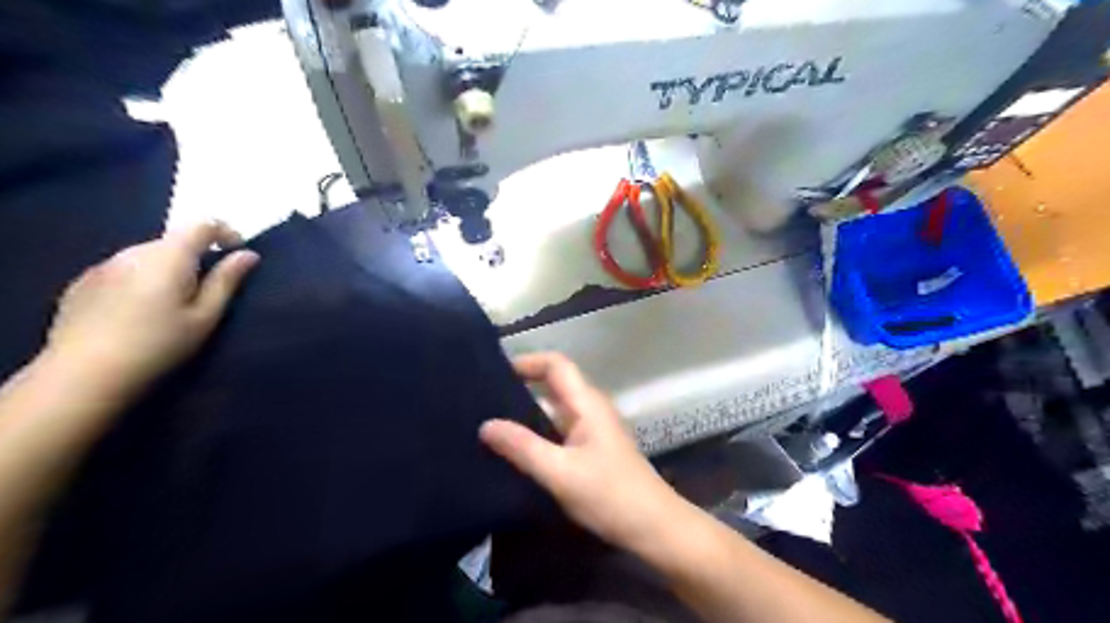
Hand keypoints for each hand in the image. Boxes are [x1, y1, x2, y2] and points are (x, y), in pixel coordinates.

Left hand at [44, 223, 257, 401]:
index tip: (239, 253)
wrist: (85, 374)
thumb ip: (227, 281)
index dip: (226, 232)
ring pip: (147, 255)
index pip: (202, 225)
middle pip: (174, 240)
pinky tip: (139, 311)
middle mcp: (133, 252)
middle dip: (197, 256)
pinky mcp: (82, 283)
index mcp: (169, 257)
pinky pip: (123, 270)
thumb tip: (248, 255)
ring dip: (168, 268)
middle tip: (208, 289)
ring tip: (173, 302)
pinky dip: (141, 279)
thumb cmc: (159, 345)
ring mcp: (103, 266)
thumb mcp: (205, 317)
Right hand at [480, 354, 682, 551]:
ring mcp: (592, 428)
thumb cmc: (609, 494)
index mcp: (586, 403)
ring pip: (555, 406)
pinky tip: (516, 447)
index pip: (556, 364)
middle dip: (521, 384)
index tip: (494, 373)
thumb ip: (523, 448)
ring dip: (526, 409)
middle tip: (483, 398)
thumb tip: (485, 425)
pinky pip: (558, 427)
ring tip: (491, 420)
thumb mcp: (560, 472)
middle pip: (554, 382)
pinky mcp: (591, 447)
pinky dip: (537, 429)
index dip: (527, 361)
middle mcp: (590, 407)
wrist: (653, 526)